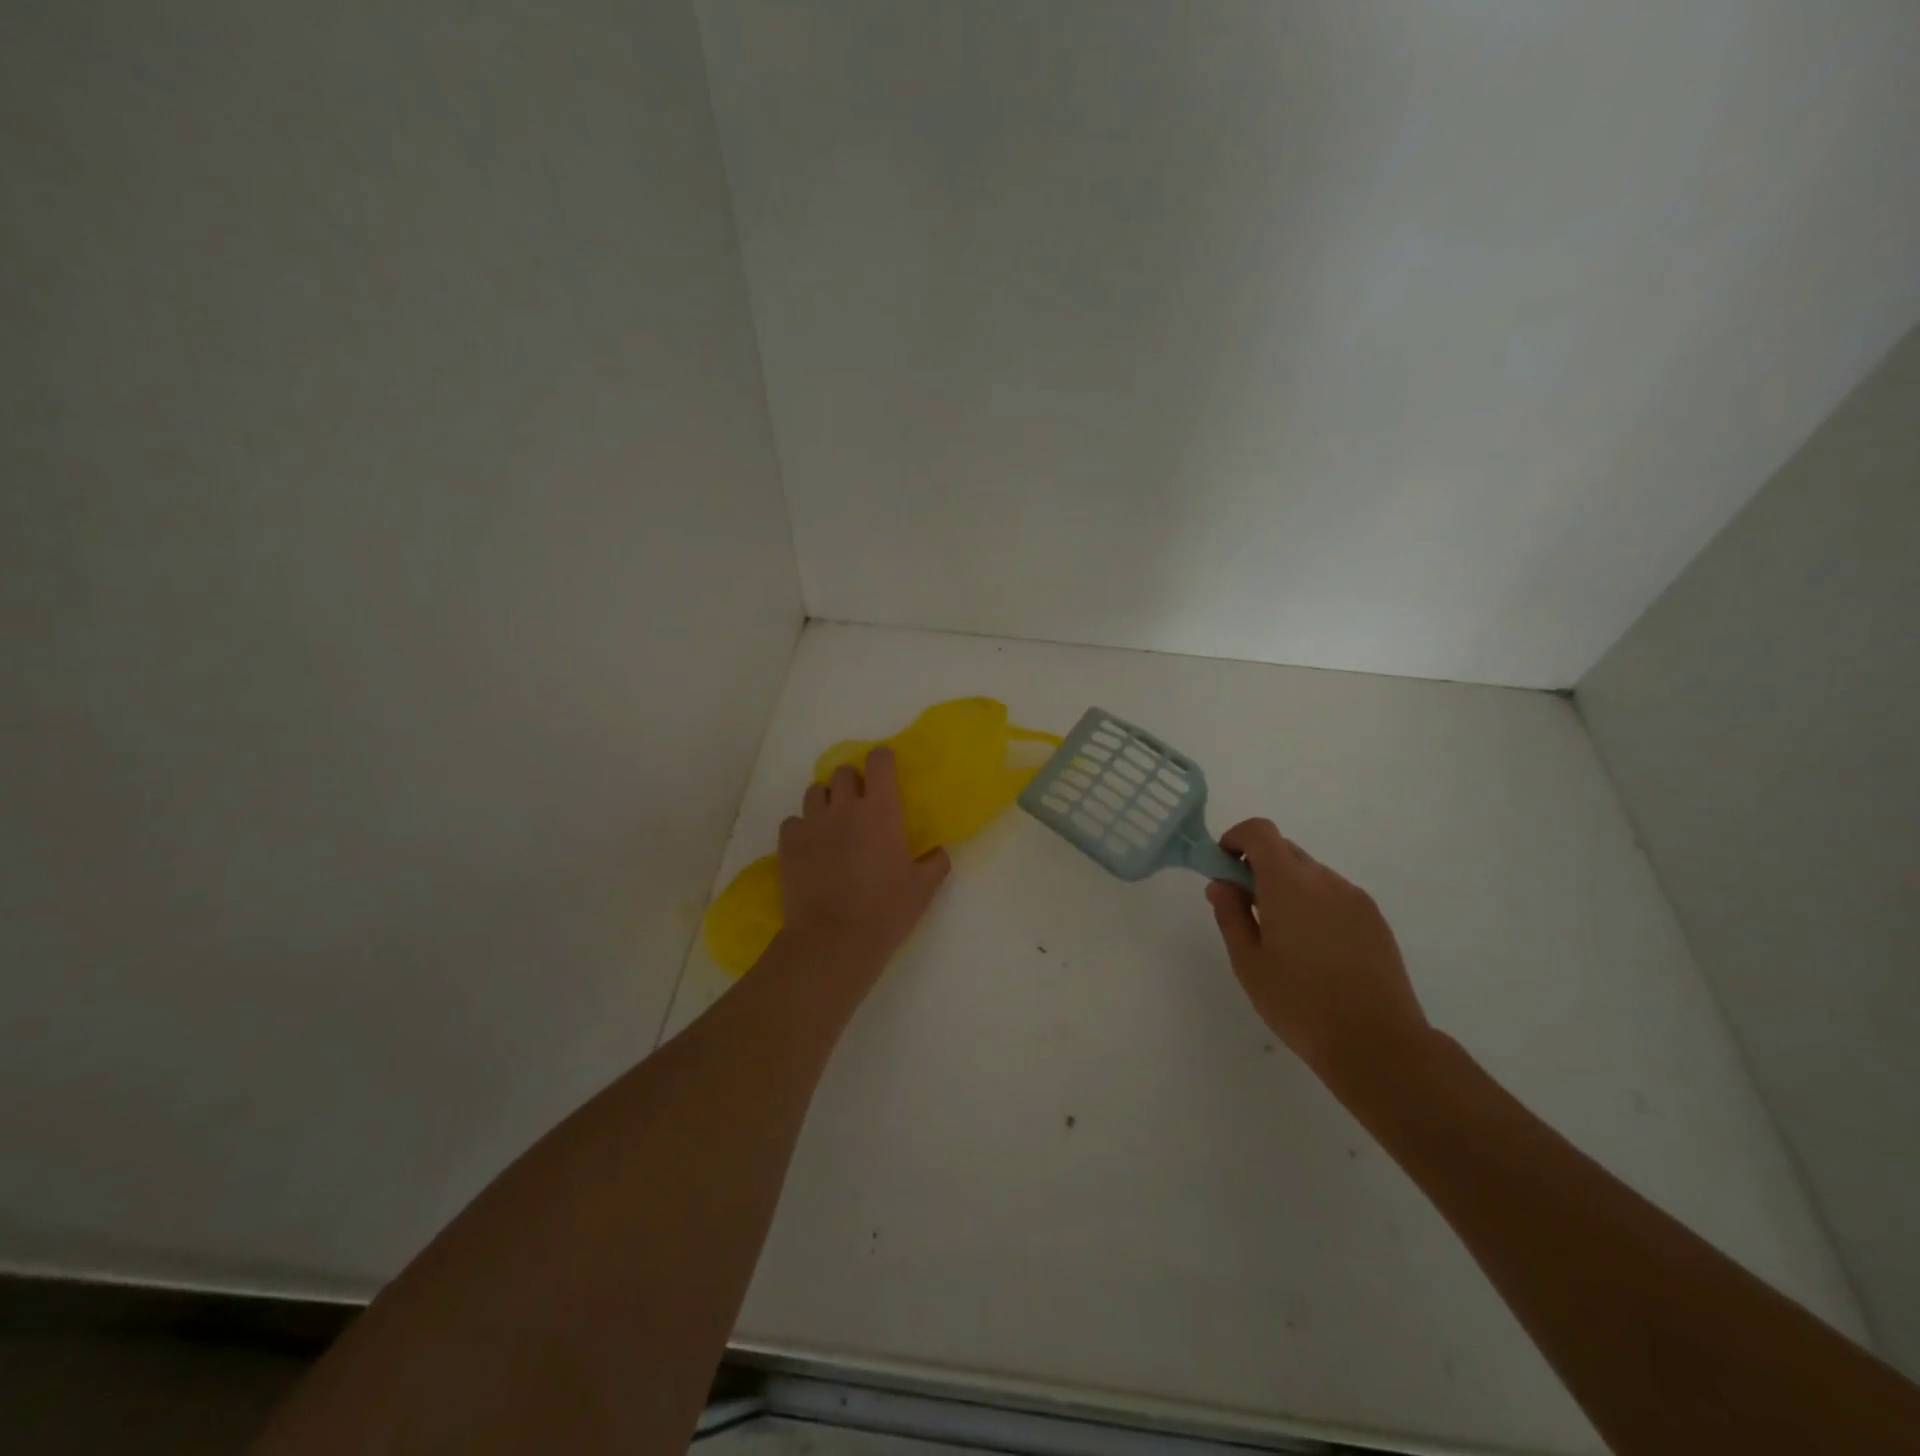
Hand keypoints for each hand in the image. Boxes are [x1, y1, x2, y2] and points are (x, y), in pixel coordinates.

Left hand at [775, 747, 949, 978]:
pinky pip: (793, 821)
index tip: (886, 769)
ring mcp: (812, 824)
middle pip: (843, 773)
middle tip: (860, 803)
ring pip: (814, 792)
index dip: (882, 759)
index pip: (879, 762)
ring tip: (833, 822)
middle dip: (853, 781)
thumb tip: (938, 851)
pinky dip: (802, 827)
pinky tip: (811, 845)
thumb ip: (935, 863)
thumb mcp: (923, 889)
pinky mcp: (788, 844)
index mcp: (880, 811)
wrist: (833, 940)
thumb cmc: (885, 911)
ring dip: (826, 800)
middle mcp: (844, 808)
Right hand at [1206, 819, 1430, 1084]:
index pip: (1260, 831)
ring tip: (1282, 937)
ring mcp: (1355, 898)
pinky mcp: (1374, 919)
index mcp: (1289, 884)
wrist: (1378, 1043)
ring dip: (1287, 887)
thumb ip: (1230, 914)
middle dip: (1258, 866)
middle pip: (1285, 850)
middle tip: (1245, 908)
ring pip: (1311, 874)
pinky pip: (1334, 895)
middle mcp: (1325, 880)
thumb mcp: (1248, 962)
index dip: (1236, 838)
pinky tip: (1314, 950)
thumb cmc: (1299, 1003)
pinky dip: (1313, 904)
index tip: (1223, 866)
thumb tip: (1222, 883)